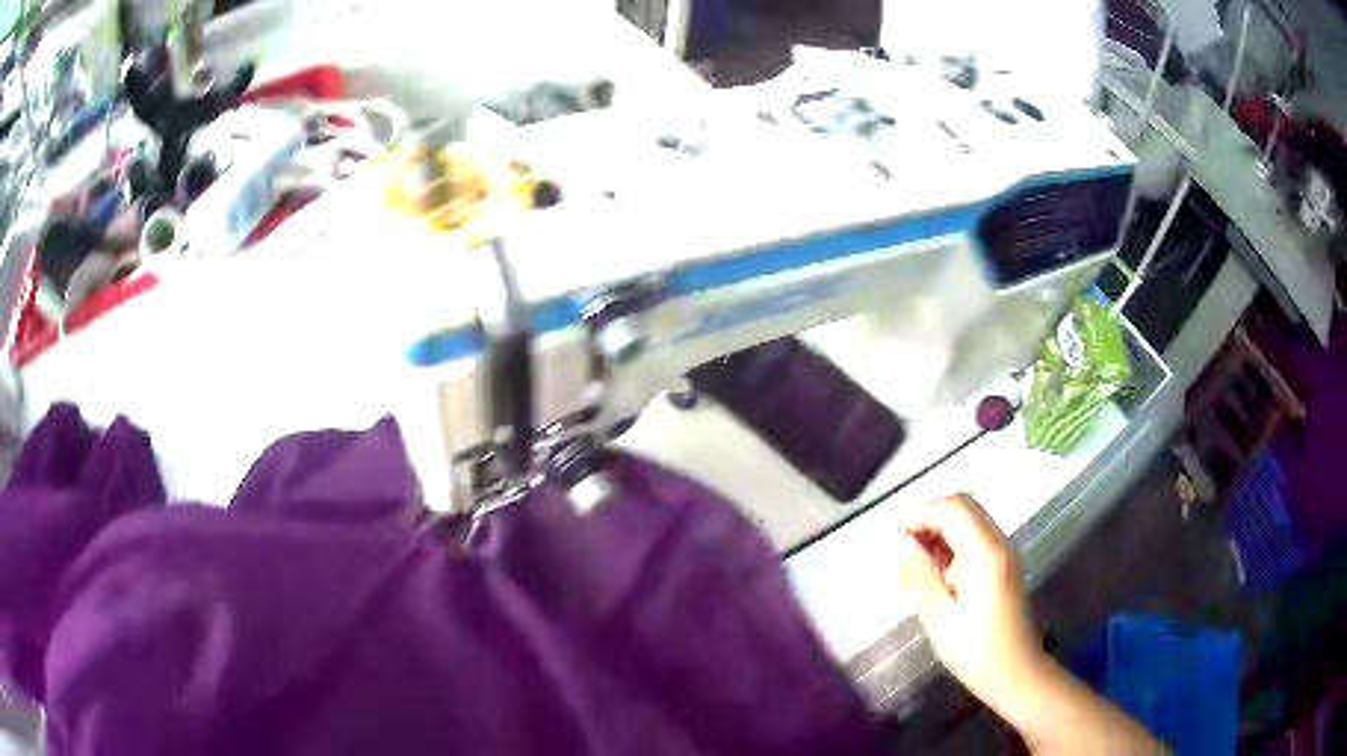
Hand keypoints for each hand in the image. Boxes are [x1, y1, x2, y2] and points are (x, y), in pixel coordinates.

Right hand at [894, 494, 1047, 714]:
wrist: (1016, 673)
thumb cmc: (975, 650)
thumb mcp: (940, 616)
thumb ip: (921, 574)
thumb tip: (901, 543)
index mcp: (983, 552)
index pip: (951, 508)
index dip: (919, 515)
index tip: (893, 539)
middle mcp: (998, 543)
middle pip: (963, 507)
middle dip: (929, 519)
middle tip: (903, 550)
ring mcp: (1005, 553)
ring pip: (970, 521)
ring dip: (940, 532)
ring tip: (913, 566)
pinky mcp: (1005, 566)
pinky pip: (977, 539)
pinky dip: (954, 544)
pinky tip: (937, 574)